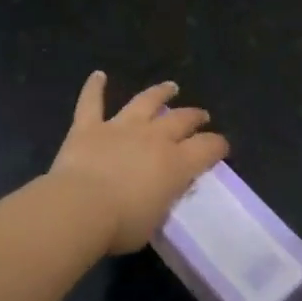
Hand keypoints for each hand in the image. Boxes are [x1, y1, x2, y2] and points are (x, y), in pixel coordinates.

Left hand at [49, 72, 230, 253]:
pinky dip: (94, 88)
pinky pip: (91, 102)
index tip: (221, 147)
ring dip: (159, 93)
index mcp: (176, 163)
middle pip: (181, 119)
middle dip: (194, 116)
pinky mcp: (89, 127)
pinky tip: (97, 76)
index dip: (218, 145)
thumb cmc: (121, 225)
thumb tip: (162, 193)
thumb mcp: (156, 220)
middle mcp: (153, 138)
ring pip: (145, 102)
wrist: (80, 208)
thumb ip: (163, 200)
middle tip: (201, 116)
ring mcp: (120, 128)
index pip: (208, 147)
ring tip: (170, 87)